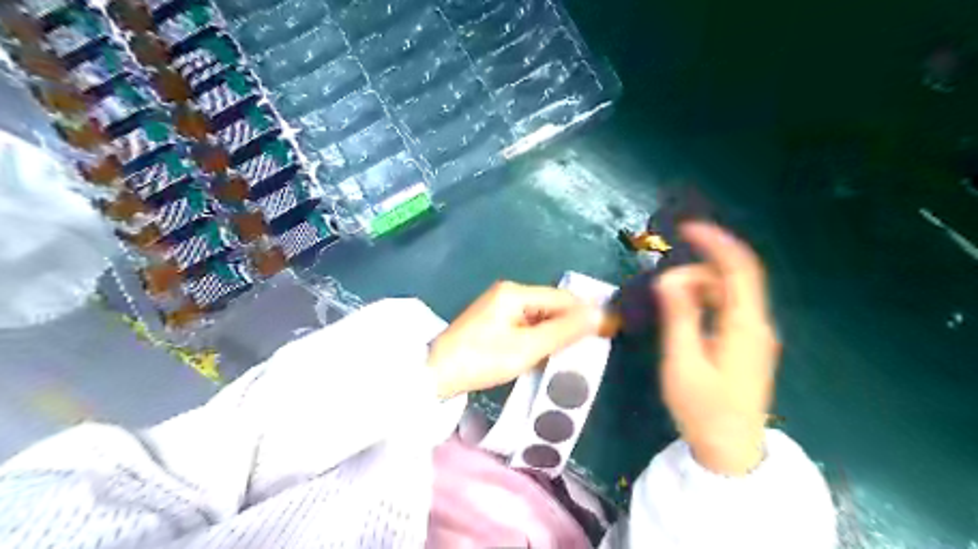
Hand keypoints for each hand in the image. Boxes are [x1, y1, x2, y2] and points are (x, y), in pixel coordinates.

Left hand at [428, 283, 596, 397]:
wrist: (437, 374)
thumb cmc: (482, 360)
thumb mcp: (527, 348)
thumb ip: (564, 331)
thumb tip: (601, 314)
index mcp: (516, 293)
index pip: (562, 298)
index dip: (588, 313)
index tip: (612, 328)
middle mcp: (509, 293)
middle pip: (552, 304)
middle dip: (573, 323)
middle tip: (596, 344)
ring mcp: (500, 306)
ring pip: (541, 315)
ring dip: (558, 331)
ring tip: (579, 350)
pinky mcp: (495, 321)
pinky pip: (528, 324)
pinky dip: (542, 336)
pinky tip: (551, 350)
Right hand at [652, 223, 784, 476]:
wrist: (730, 450)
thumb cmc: (703, 409)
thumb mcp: (683, 362)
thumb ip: (679, 317)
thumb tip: (669, 278)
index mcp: (745, 326)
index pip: (739, 269)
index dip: (717, 242)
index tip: (687, 228)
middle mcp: (757, 324)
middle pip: (733, 277)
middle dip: (698, 269)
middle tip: (663, 286)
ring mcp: (754, 334)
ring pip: (729, 292)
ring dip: (698, 286)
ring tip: (668, 302)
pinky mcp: (746, 343)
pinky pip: (727, 307)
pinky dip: (704, 300)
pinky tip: (684, 312)